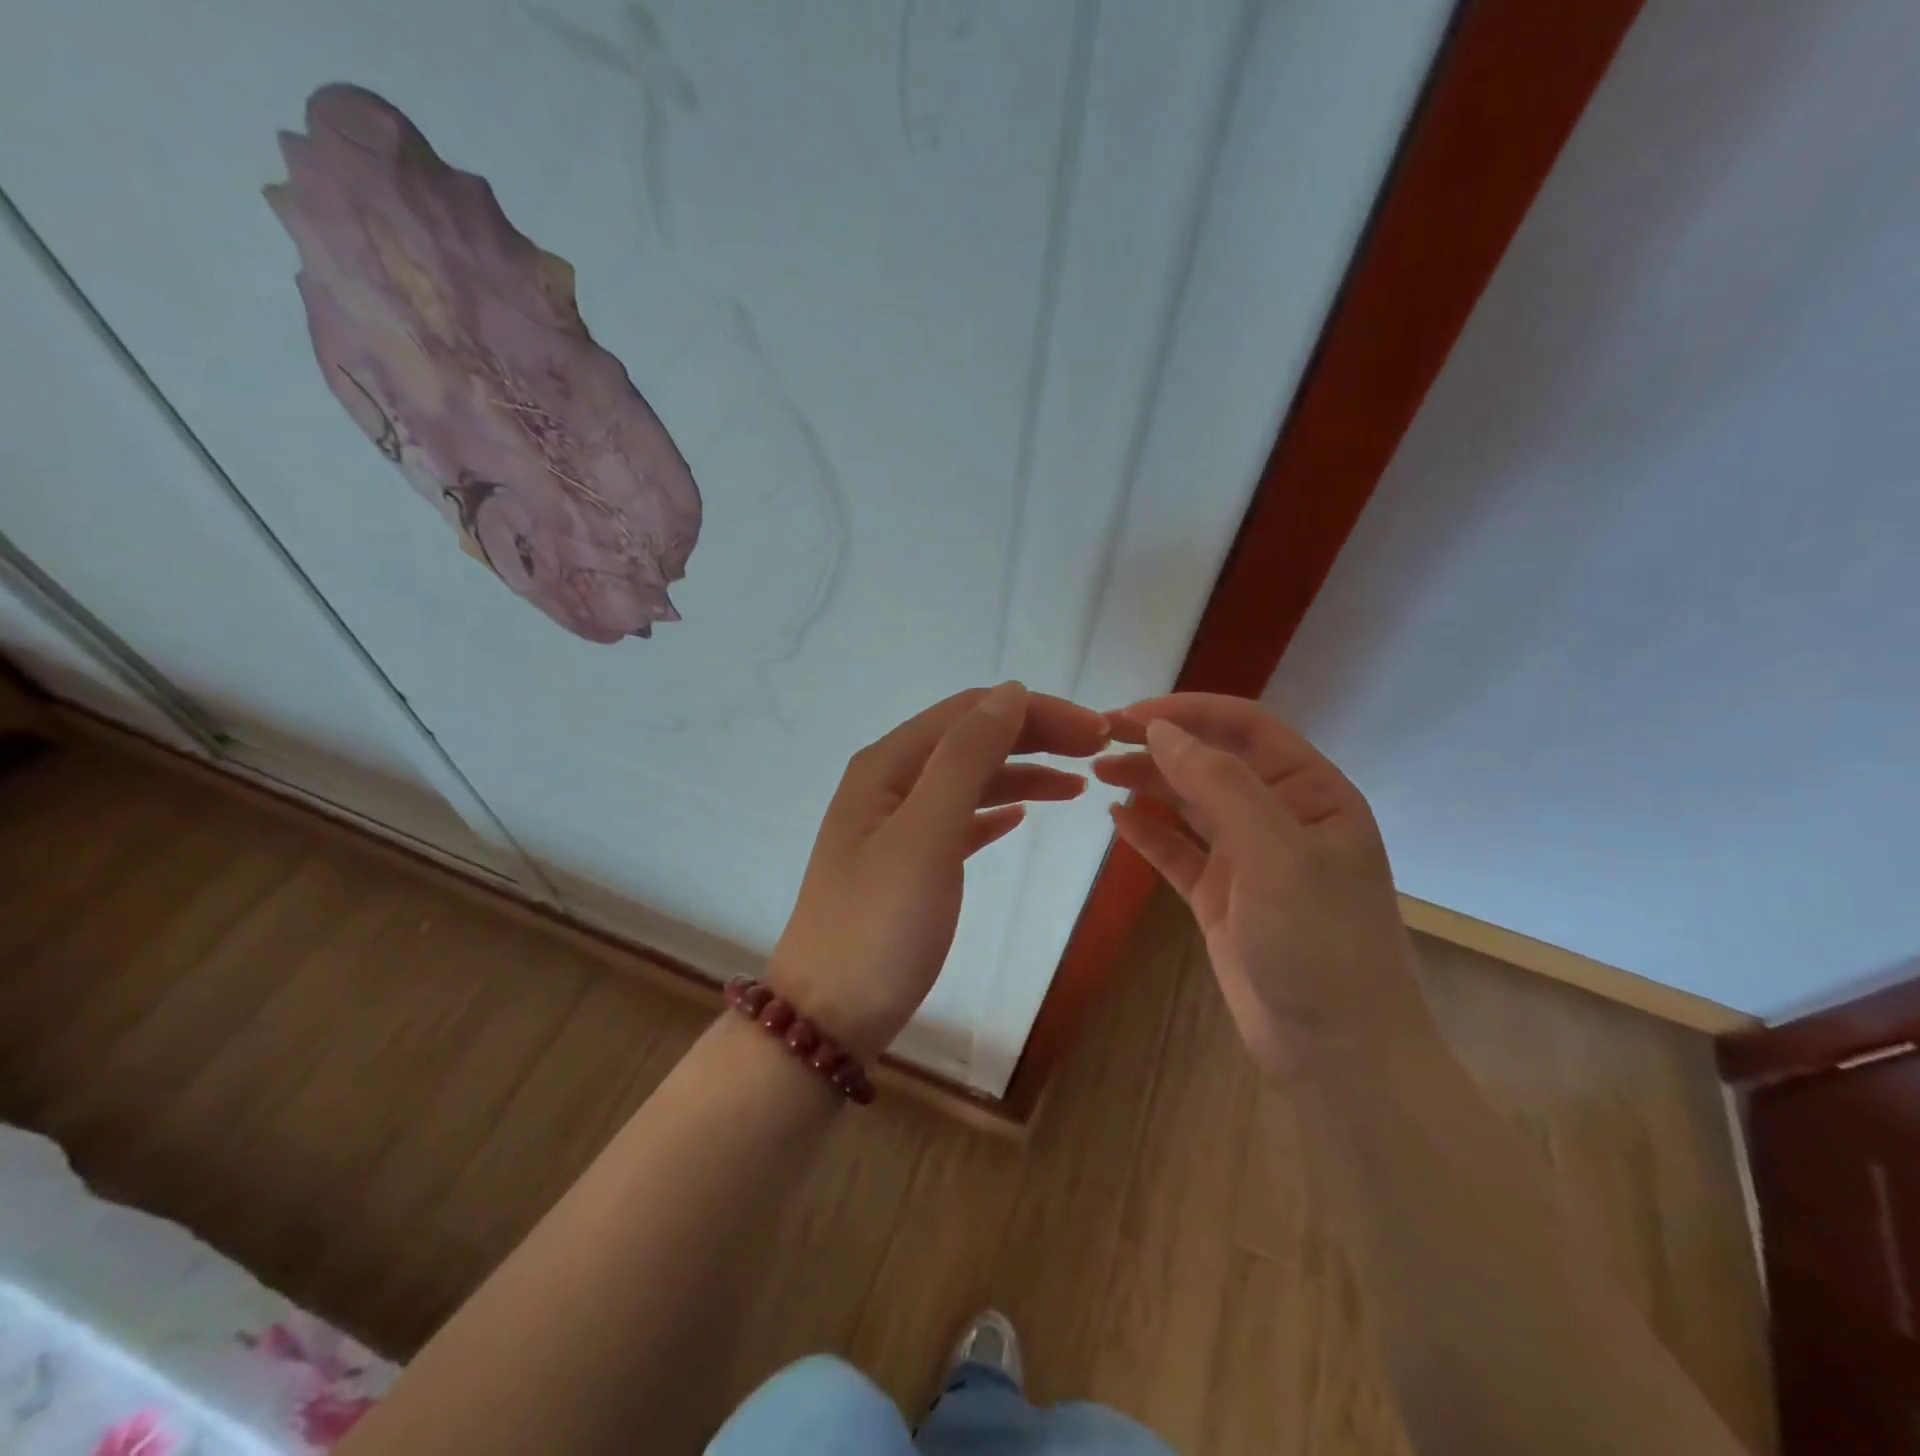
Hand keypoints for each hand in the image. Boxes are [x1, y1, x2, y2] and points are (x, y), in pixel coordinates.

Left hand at [770, 683, 1110, 1059]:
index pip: (972, 712)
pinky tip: (1023, 817)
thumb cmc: (880, 924)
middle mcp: (891, 782)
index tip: (1097, 731)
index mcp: (889, 764)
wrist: (830, 1016)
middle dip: (1036, 736)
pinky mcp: (910, 864)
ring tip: (1079, 783)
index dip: (1036, 711)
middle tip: (1099, 750)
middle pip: (972, 739)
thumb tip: (1011, 692)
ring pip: (970, 780)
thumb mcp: (925, 833)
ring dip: (1023, 773)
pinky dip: (996, 811)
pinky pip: (961, 820)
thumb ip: (966, 758)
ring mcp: (898, 825)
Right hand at [1094, 694, 1429, 1077]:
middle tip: (1098, 739)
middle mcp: (1280, 816)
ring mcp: (1249, 859)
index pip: (1245, 728)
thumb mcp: (1275, 852)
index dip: (1187, 711)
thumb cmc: (1320, 942)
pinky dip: (1148, 833)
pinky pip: (1178, 852)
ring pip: (1190, 803)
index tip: (1128, 715)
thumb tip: (1161, 730)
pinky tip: (1116, 819)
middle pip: (1211, 761)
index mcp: (1311, 792)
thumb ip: (1220, 783)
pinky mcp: (1221, 897)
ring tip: (1097, 771)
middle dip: (1158, 744)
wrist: (1339, 1053)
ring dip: (1147, 783)